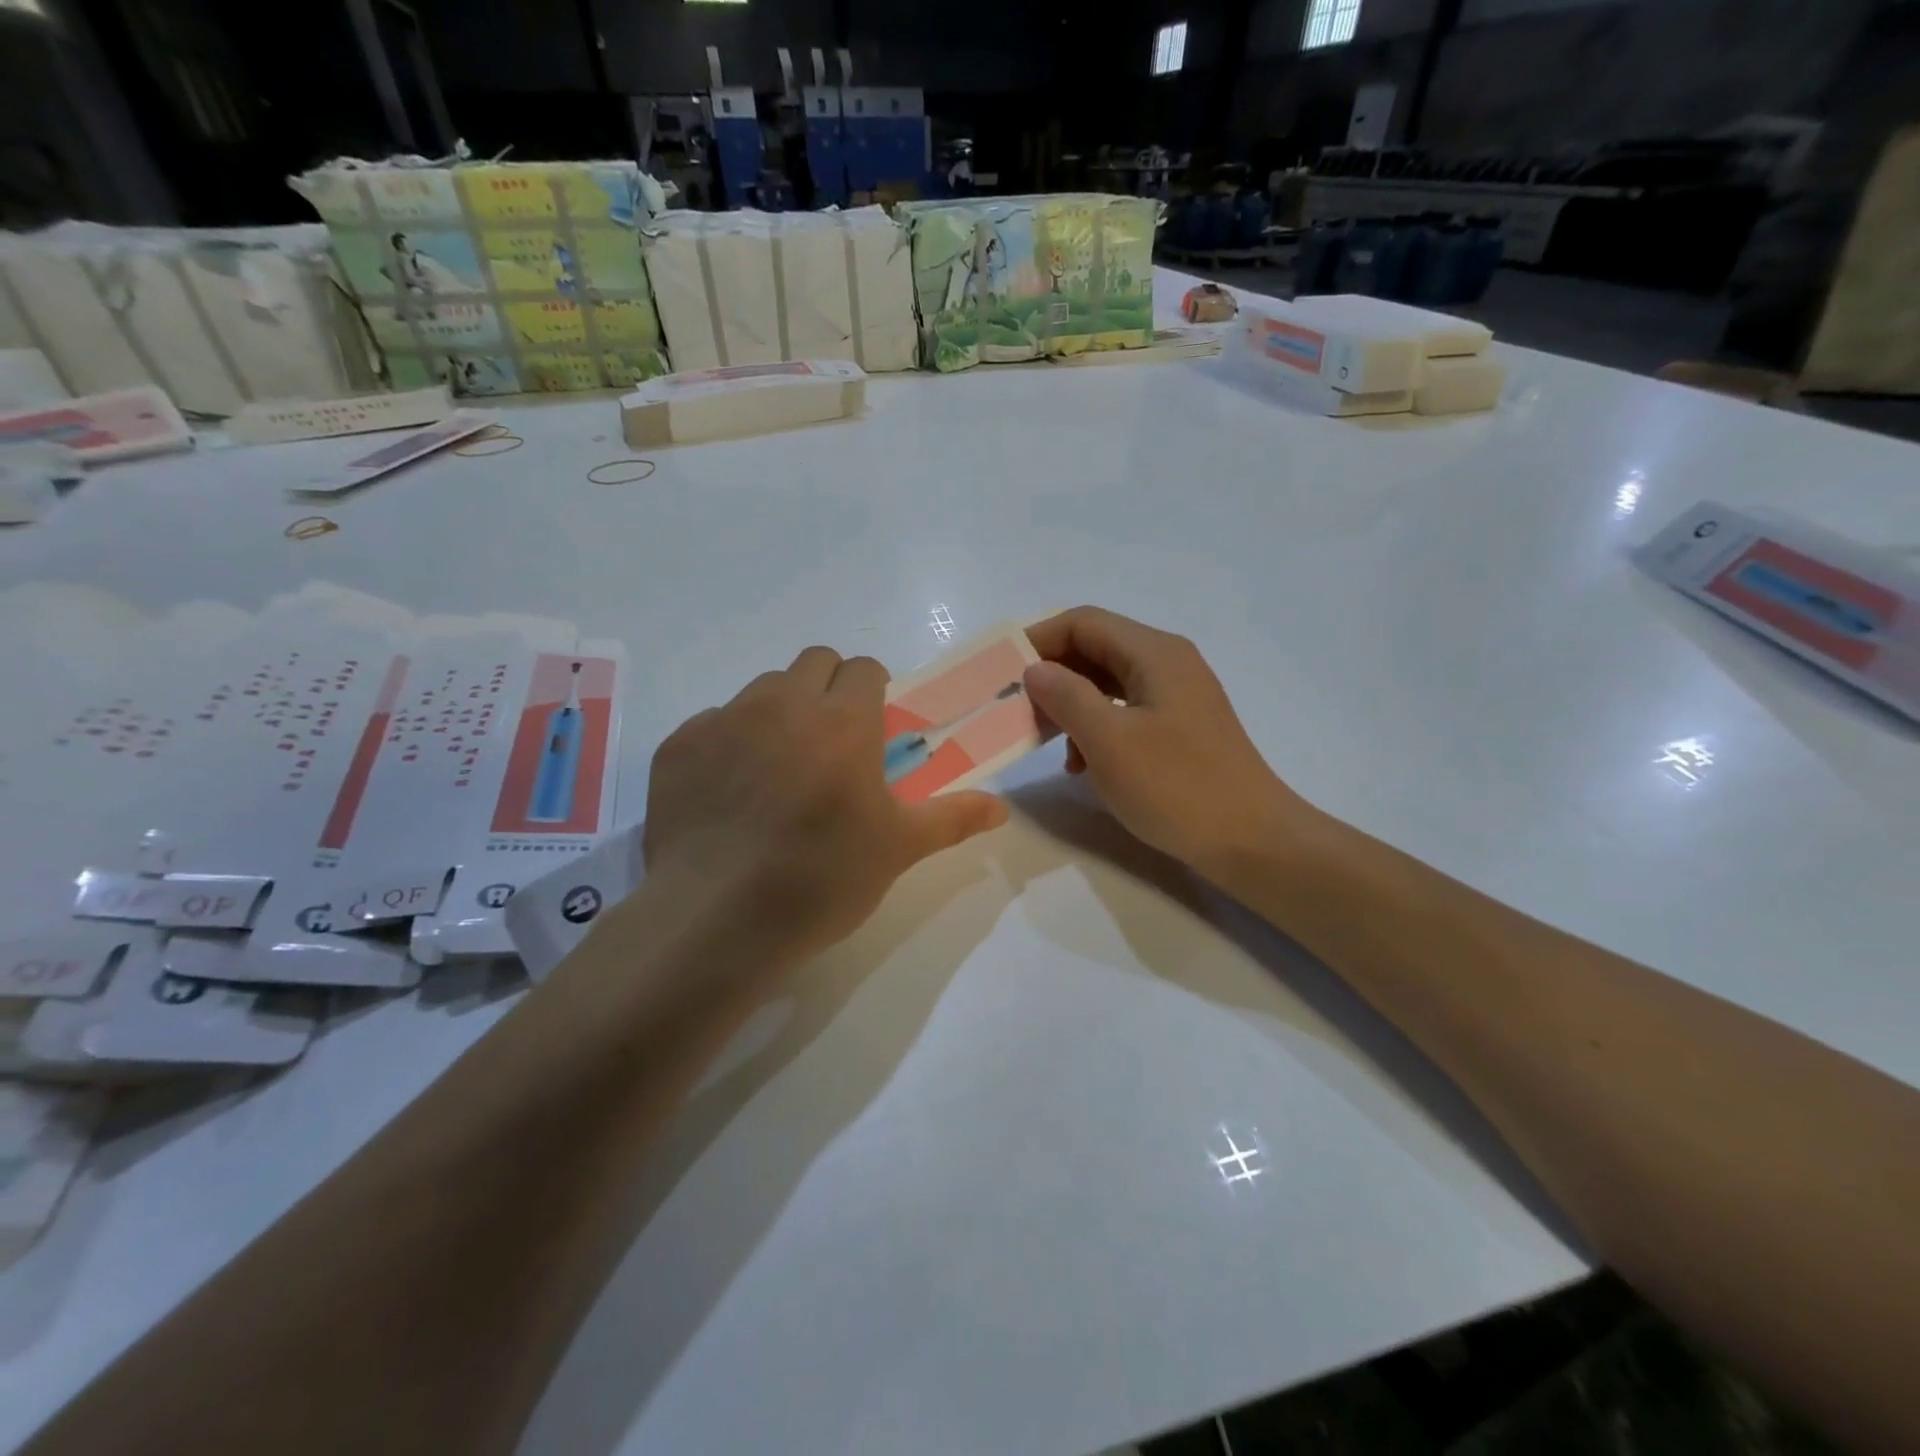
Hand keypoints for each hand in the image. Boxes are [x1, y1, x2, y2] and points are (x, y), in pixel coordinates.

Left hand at [643, 647, 1008, 962]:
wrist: (714, 919)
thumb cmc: (821, 879)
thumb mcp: (897, 850)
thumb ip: (953, 818)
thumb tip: (1000, 808)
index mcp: (843, 720)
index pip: (865, 668)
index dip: (875, 693)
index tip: (874, 733)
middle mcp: (782, 703)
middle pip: (814, 662)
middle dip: (830, 689)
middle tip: (833, 746)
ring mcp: (723, 720)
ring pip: (763, 688)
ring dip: (781, 711)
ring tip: (780, 771)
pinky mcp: (678, 746)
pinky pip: (712, 723)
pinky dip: (729, 743)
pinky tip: (730, 795)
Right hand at [1022, 607, 1312, 879]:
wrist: (1251, 840)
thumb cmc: (1176, 786)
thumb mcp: (1109, 740)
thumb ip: (1066, 696)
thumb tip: (1035, 669)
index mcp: (1154, 653)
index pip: (1083, 623)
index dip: (1038, 640)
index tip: (1002, 672)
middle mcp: (1167, 663)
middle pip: (1095, 649)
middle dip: (1052, 675)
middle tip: (1018, 709)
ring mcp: (1177, 695)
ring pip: (1107, 683)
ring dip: (1071, 705)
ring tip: (1046, 741)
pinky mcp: (1180, 727)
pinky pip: (1125, 711)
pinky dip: (1095, 727)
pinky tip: (1082, 765)